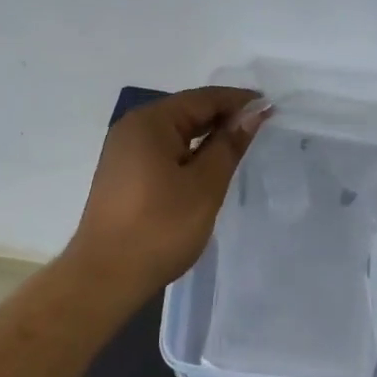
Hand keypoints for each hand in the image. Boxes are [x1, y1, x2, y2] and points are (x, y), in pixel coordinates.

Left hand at [63, 86, 266, 304]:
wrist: (105, 277)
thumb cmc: (160, 228)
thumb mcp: (204, 185)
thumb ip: (229, 145)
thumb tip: (252, 114)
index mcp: (150, 122)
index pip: (203, 99)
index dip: (239, 101)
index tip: (271, 108)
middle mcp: (133, 128)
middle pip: (186, 111)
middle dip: (224, 116)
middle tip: (261, 127)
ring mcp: (123, 151)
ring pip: (174, 132)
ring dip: (207, 135)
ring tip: (240, 145)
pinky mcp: (123, 174)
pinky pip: (163, 150)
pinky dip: (189, 152)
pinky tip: (207, 166)